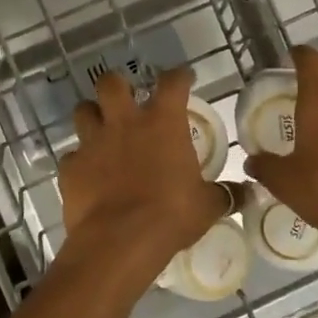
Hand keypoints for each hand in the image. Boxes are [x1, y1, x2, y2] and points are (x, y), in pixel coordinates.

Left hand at [59, 68, 232, 274]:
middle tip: (126, 98)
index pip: (173, 82)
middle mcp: (124, 123)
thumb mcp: (207, 206)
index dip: (179, 76)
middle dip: (117, 85)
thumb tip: (247, 193)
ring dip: (92, 117)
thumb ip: (224, 194)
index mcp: (162, 123)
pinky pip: (71, 157)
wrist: (119, 241)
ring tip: (100, 131)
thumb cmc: (171, 215)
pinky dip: (79, 163)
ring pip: (82, 111)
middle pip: (111, 83)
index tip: (183, 77)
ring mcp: (92, 143)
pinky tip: (87, 175)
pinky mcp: (70, 167)